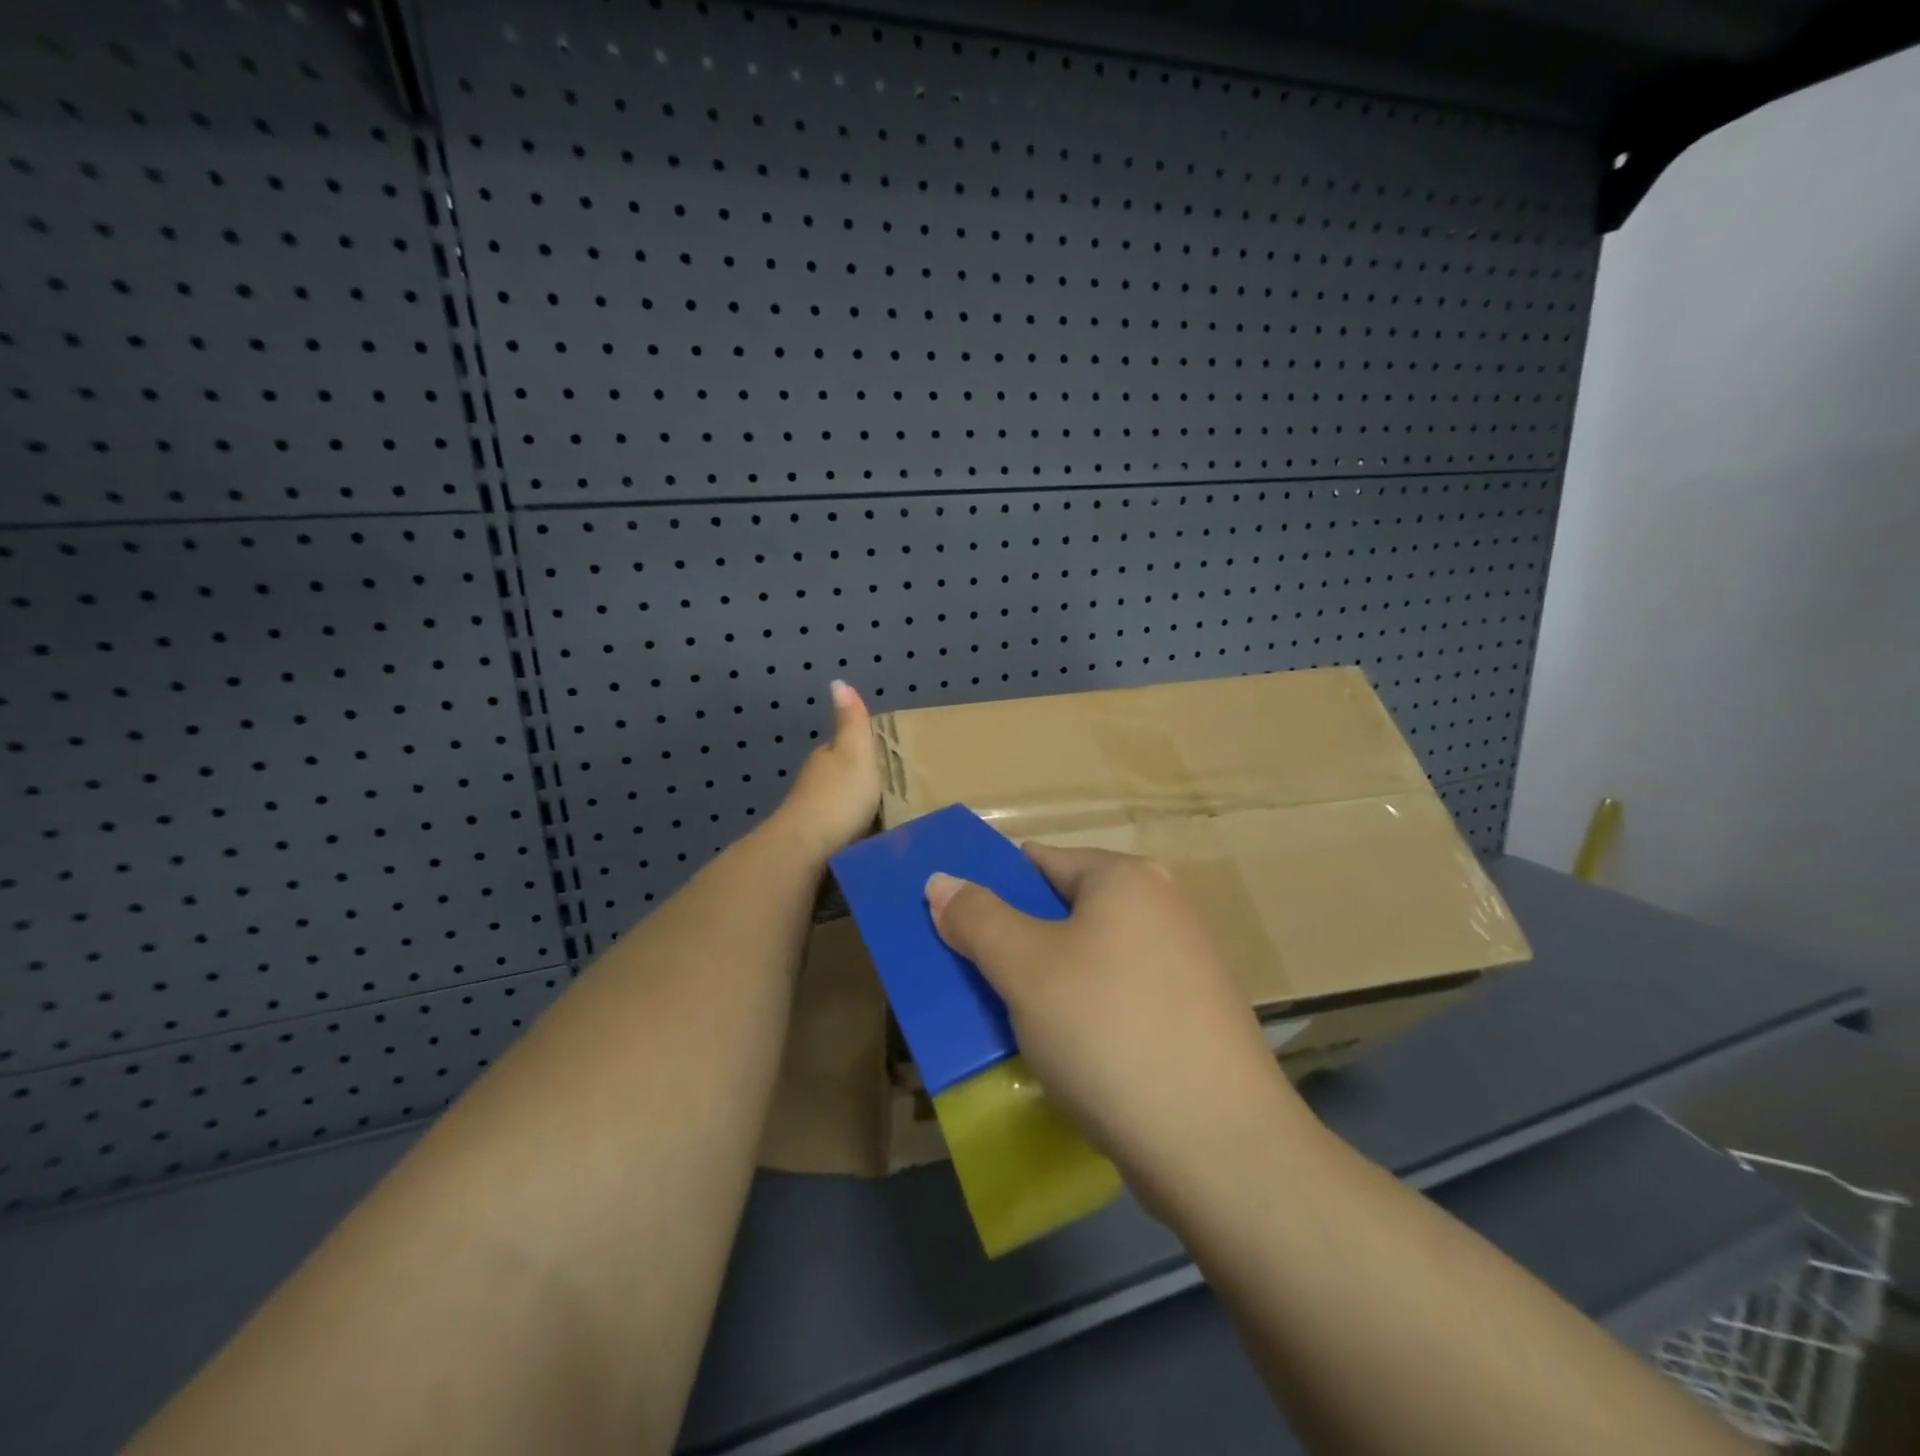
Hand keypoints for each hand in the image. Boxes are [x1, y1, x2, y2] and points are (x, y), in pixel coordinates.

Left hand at [771, 681, 882, 862]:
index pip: (843, 748)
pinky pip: (837, 831)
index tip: (887, 763)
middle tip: (891, 795)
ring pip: (837, 806)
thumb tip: (838, 681)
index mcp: (824, 758)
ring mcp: (810, 814)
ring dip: (854, 811)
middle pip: (840, 777)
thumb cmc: (839, 798)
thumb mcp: (855, 752)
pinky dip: (849, 833)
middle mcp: (813, 782)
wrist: (807, 849)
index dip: (863, 752)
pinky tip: (864, 841)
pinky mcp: (813, 843)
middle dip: (860, 784)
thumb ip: (851, 721)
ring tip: (883, 821)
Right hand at [925, 845, 1308, 1211]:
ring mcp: (1184, 962)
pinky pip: (1117, 995)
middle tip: (977, 982)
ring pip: (1089, 958)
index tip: (956, 931)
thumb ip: (976, 919)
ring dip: (1046, 983)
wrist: (1219, 1147)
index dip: (992, 891)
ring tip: (1011, 1023)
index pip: (1039, 861)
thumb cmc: (1108, 1032)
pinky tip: (1064, 1054)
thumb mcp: (1024, 969)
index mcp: (1126, 878)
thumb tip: (941, 880)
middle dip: (1016, 943)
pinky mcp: (1192, 1014)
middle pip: (1064, 910)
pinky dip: (1083, 1013)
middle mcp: (1162, 906)